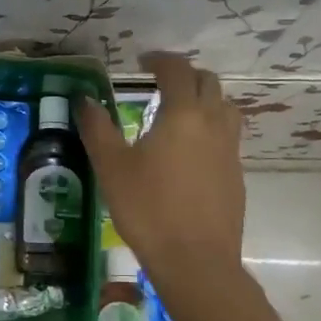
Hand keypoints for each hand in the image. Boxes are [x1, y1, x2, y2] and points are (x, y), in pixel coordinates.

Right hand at [79, 53, 245, 279]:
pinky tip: (189, 152)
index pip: (177, 70)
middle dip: (185, 75)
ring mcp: (230, 150)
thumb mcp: (111, 167)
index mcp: (182, 114)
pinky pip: (227, 136)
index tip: (142, 61)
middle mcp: (212, 124)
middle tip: (160, 83)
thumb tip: (84, 100)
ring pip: (225, 108)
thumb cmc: (148, 210)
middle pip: (208, 82)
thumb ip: (97, 128)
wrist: (195, 261)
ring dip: (204, 99)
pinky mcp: (236, 175)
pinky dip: (210, 128)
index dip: (159, 60)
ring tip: (179, 113)